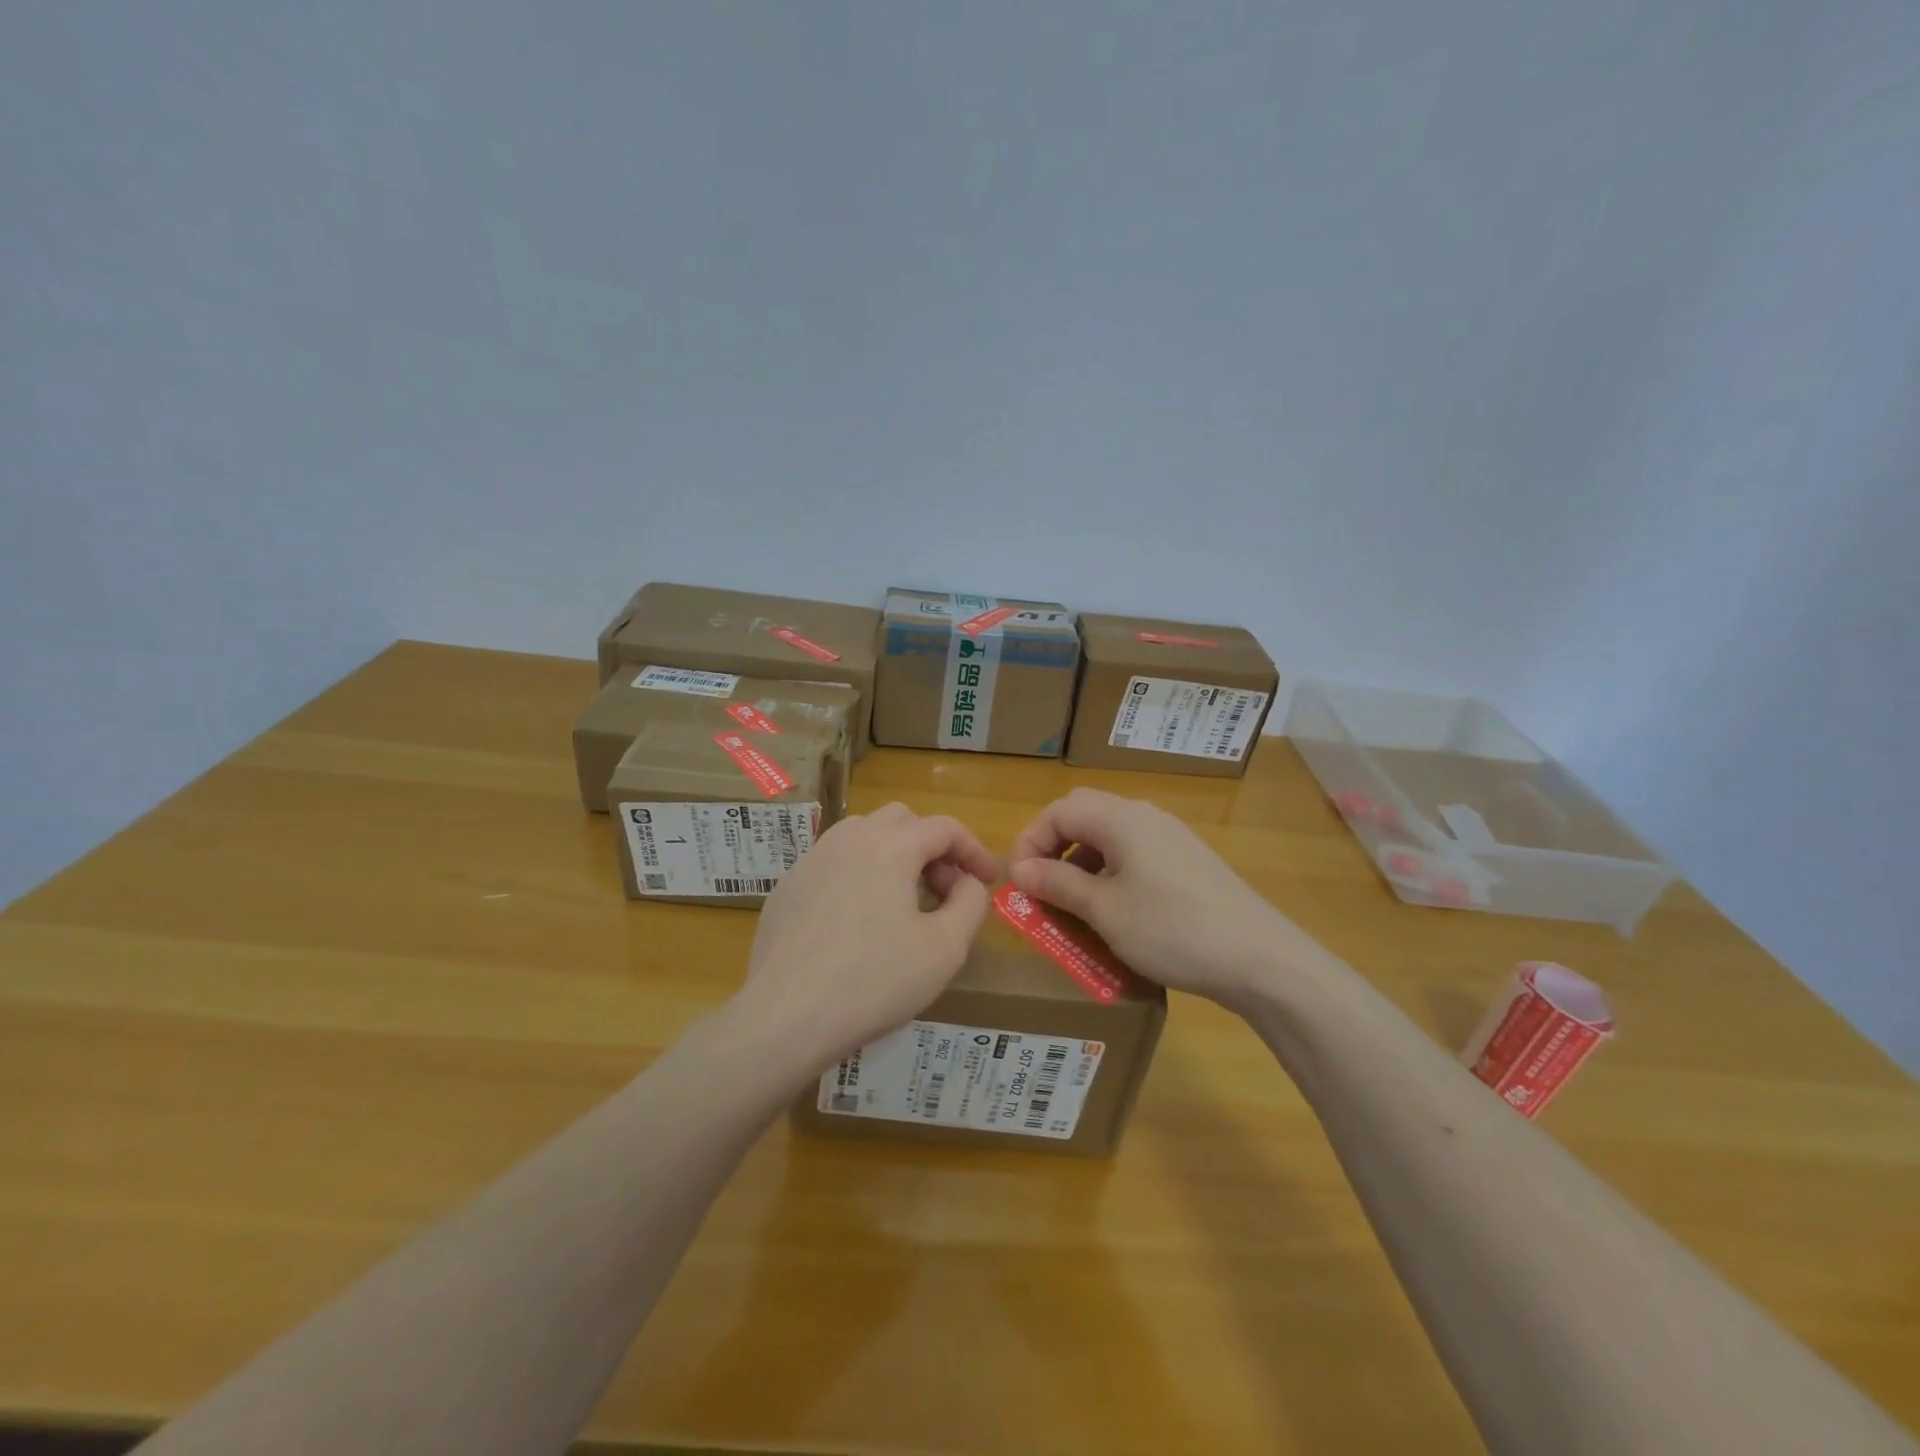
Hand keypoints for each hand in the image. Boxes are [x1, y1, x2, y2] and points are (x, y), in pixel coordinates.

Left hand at [735, 802, 997, 1071]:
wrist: (786, 1016)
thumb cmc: (874, 980)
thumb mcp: (945, 948)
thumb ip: (970, 903)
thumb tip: (966, 883)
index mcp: (891, 845)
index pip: (944, 828)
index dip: (974, 850)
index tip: (988, 880)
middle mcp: (849, 838)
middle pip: (902, 821)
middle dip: (932, 848)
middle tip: (944, 891)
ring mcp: (811, 860)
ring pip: (862, 835)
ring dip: (893, 855)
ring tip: (903, 901)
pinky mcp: (787, 887)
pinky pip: (832, 864)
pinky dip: (858, 876)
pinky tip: (858, 922)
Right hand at [1008, 788, 1312, 1007]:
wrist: (1259, 958)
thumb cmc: (1171, 929)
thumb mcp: (1104, 911)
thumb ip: (1057, 884)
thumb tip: (1020, 869)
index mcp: (1120, 818)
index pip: (1058, 810)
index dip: (1029, 841)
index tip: (1019, 883)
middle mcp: (1144, 816)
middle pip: (1083, 815)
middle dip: (1053, 847)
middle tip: (1040, 886)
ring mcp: (1170, 837)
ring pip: (1109, 836)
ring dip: (1081, 862)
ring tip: (1072, 904)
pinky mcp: (1187, 860)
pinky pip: (1134, 854)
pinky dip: (1110, 873)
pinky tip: (1114, 909)